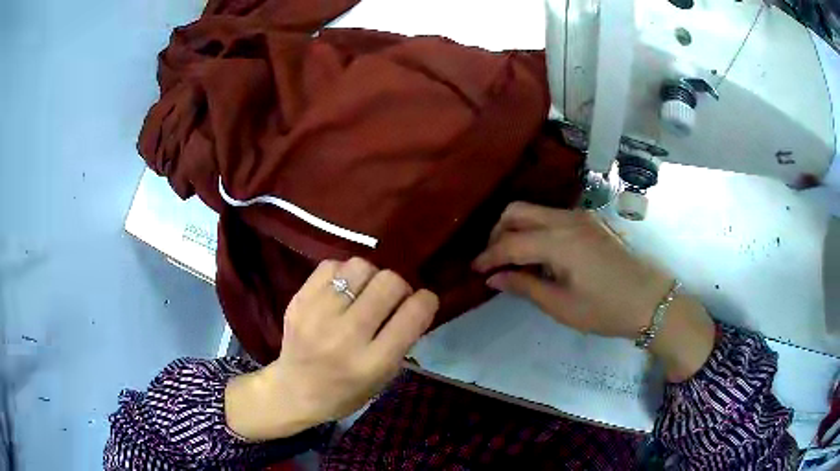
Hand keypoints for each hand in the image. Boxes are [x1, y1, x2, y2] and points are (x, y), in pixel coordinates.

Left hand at [226, 258, 438, 440]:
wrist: (294, 391)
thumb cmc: (346, 392)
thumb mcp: (385, 377)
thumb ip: (402, 339)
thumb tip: (413, 300)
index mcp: (373, 362)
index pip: (413, 313)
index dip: (426, 301)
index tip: (422, 302)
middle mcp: (346, 336)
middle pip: (389, 282)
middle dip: (399, 287)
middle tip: (391, 299)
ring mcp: (318, 315)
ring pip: (360, 267)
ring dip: (371, 277)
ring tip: (364, 292)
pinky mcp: (298, 301)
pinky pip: (331, 266)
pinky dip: (343, 273)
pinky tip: (341, 290)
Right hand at [473, 202, 714, 381]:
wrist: (650, 299)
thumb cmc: (606, 309)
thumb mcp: (562, 306)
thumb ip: (525, 287)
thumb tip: (494, 278)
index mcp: (559, 242)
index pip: (510, 243)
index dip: (488, 256)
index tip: (474, 270)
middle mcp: (566, 219)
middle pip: (517, 211)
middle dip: (498, 233)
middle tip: (494, 261)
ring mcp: (580, 216)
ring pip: (535, 210)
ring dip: (517, 229)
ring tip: (514, 259)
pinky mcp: (590, 221)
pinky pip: (552, 217)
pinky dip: (536, 229)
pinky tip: (540, 254)